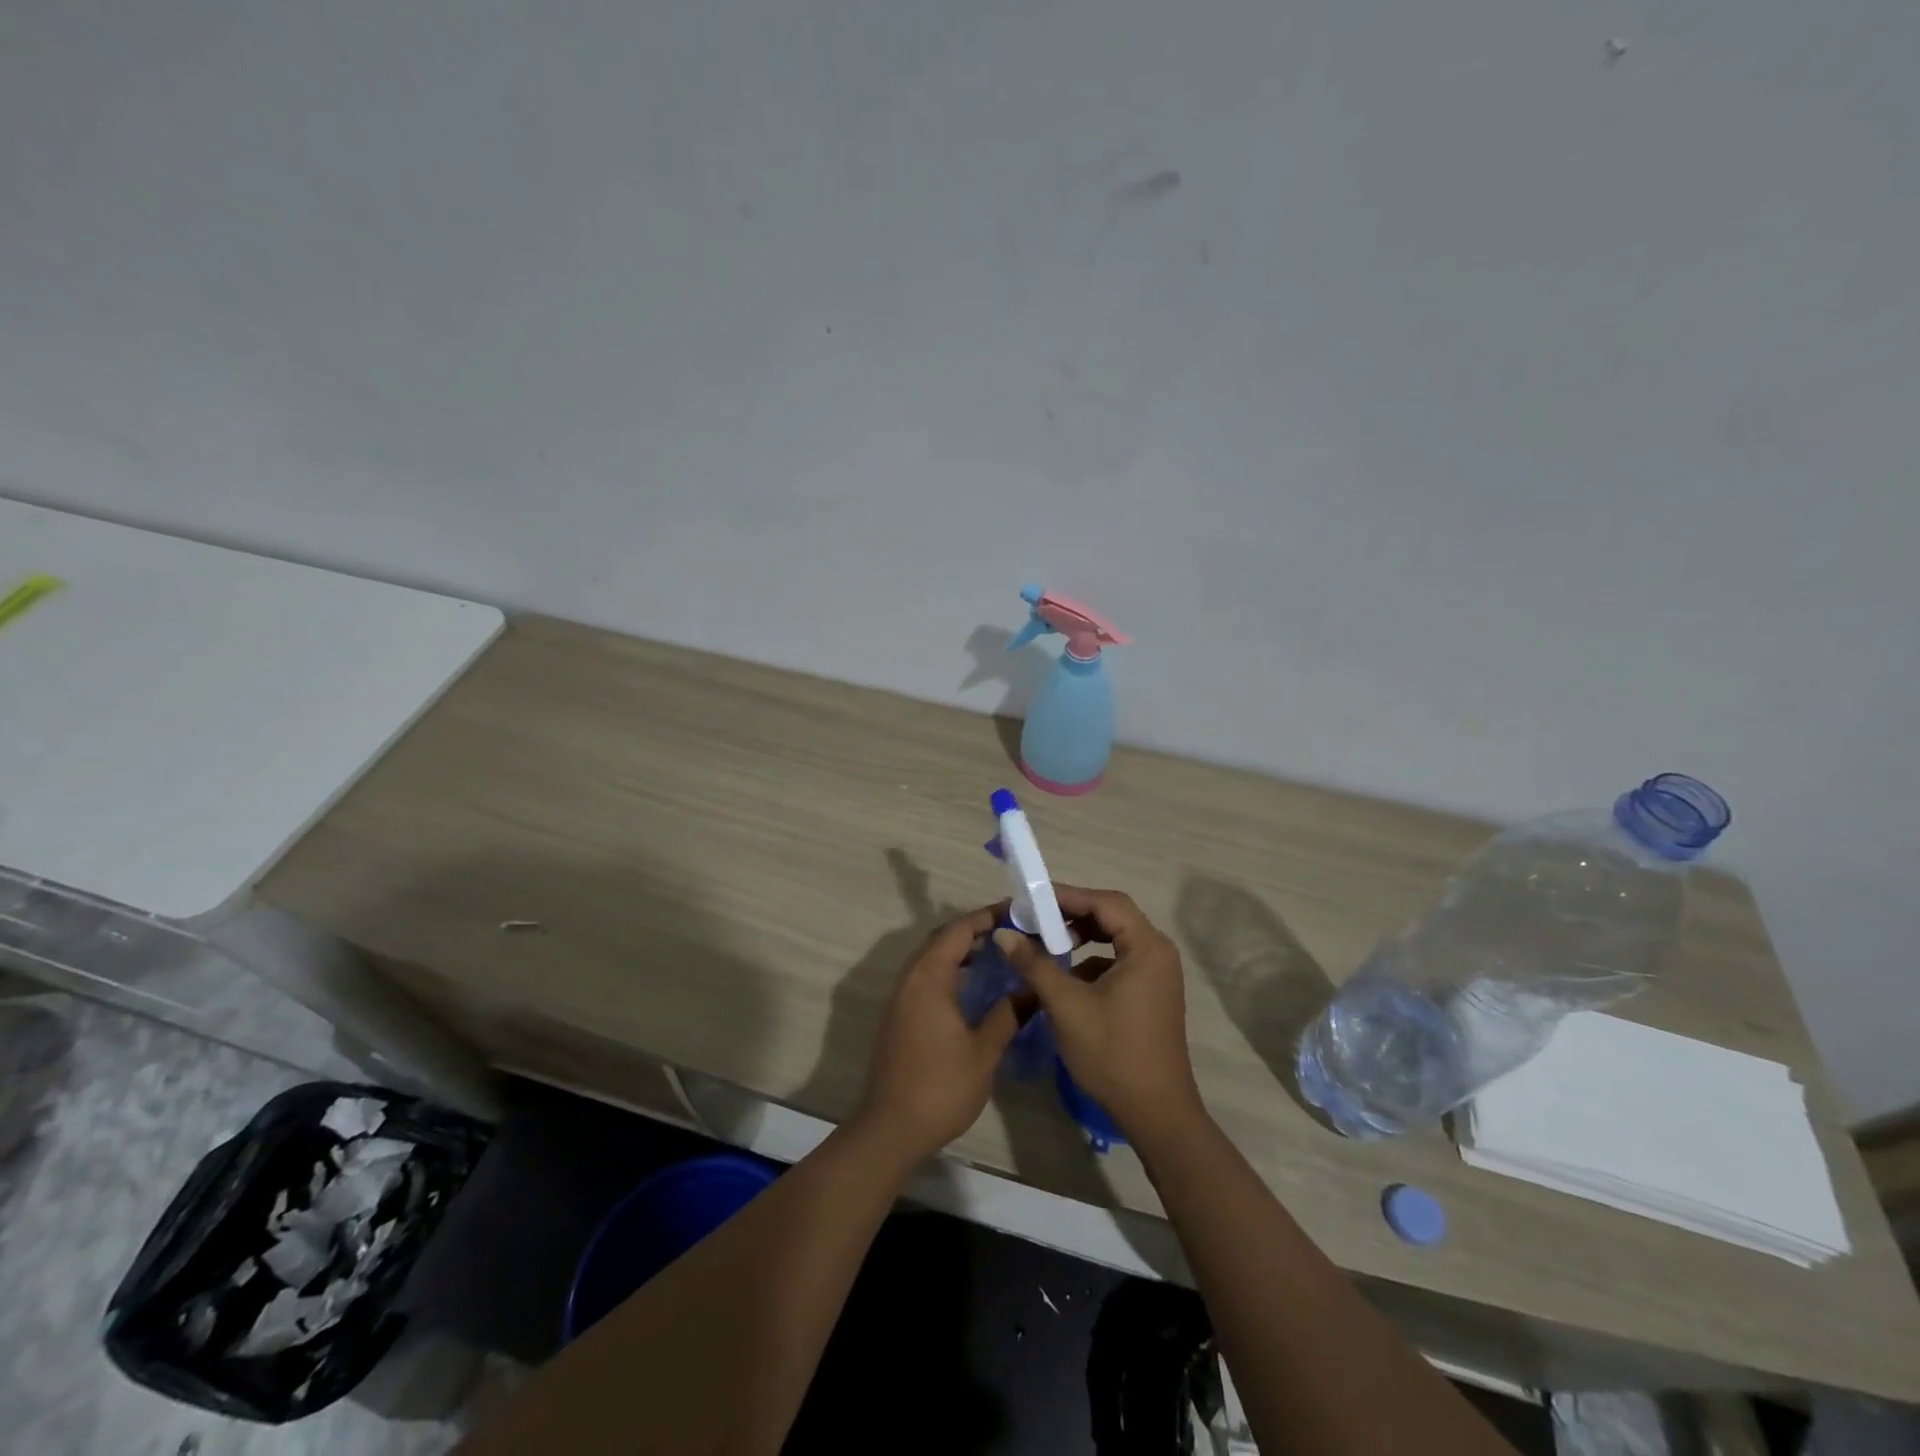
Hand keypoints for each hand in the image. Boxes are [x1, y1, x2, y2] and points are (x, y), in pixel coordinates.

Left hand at [853, 903, 1019, 1161]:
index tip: (1018, 912)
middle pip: (943, 938)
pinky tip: (974, 986)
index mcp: (929, 977)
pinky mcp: (899, 1014)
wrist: (890, 1128)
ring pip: (933, 956)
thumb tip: (1033, 988)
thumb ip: (1008, 1013)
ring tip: (999, 953)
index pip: (959, 929)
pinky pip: (926, 975)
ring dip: (962, 949)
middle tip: (1013, 931)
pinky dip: (950, 968)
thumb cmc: (940, 1087)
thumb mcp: (984, 1050)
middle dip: (976, 929)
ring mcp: (901, 996)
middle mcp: (910, 977)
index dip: (987, 916)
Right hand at [993, 885, 1203, 1146]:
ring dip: (1081, 936)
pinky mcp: (1151, 993)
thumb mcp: (1066, 1005)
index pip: (1106, 902)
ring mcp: (1158, 974)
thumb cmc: (1112, 1053)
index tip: (1032, 899)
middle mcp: (1158, 952)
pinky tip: (1065, 975)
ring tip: (1046, 943)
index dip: (1068, 896)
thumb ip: (1034, 964)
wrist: (1156, 1112)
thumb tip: (1004, 934)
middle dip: (1073, 914)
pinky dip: (1091, 959)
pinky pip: (1118, 960)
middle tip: (1036, 918)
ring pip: (1115, 938)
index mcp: (1147, 947)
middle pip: (1113, 916)